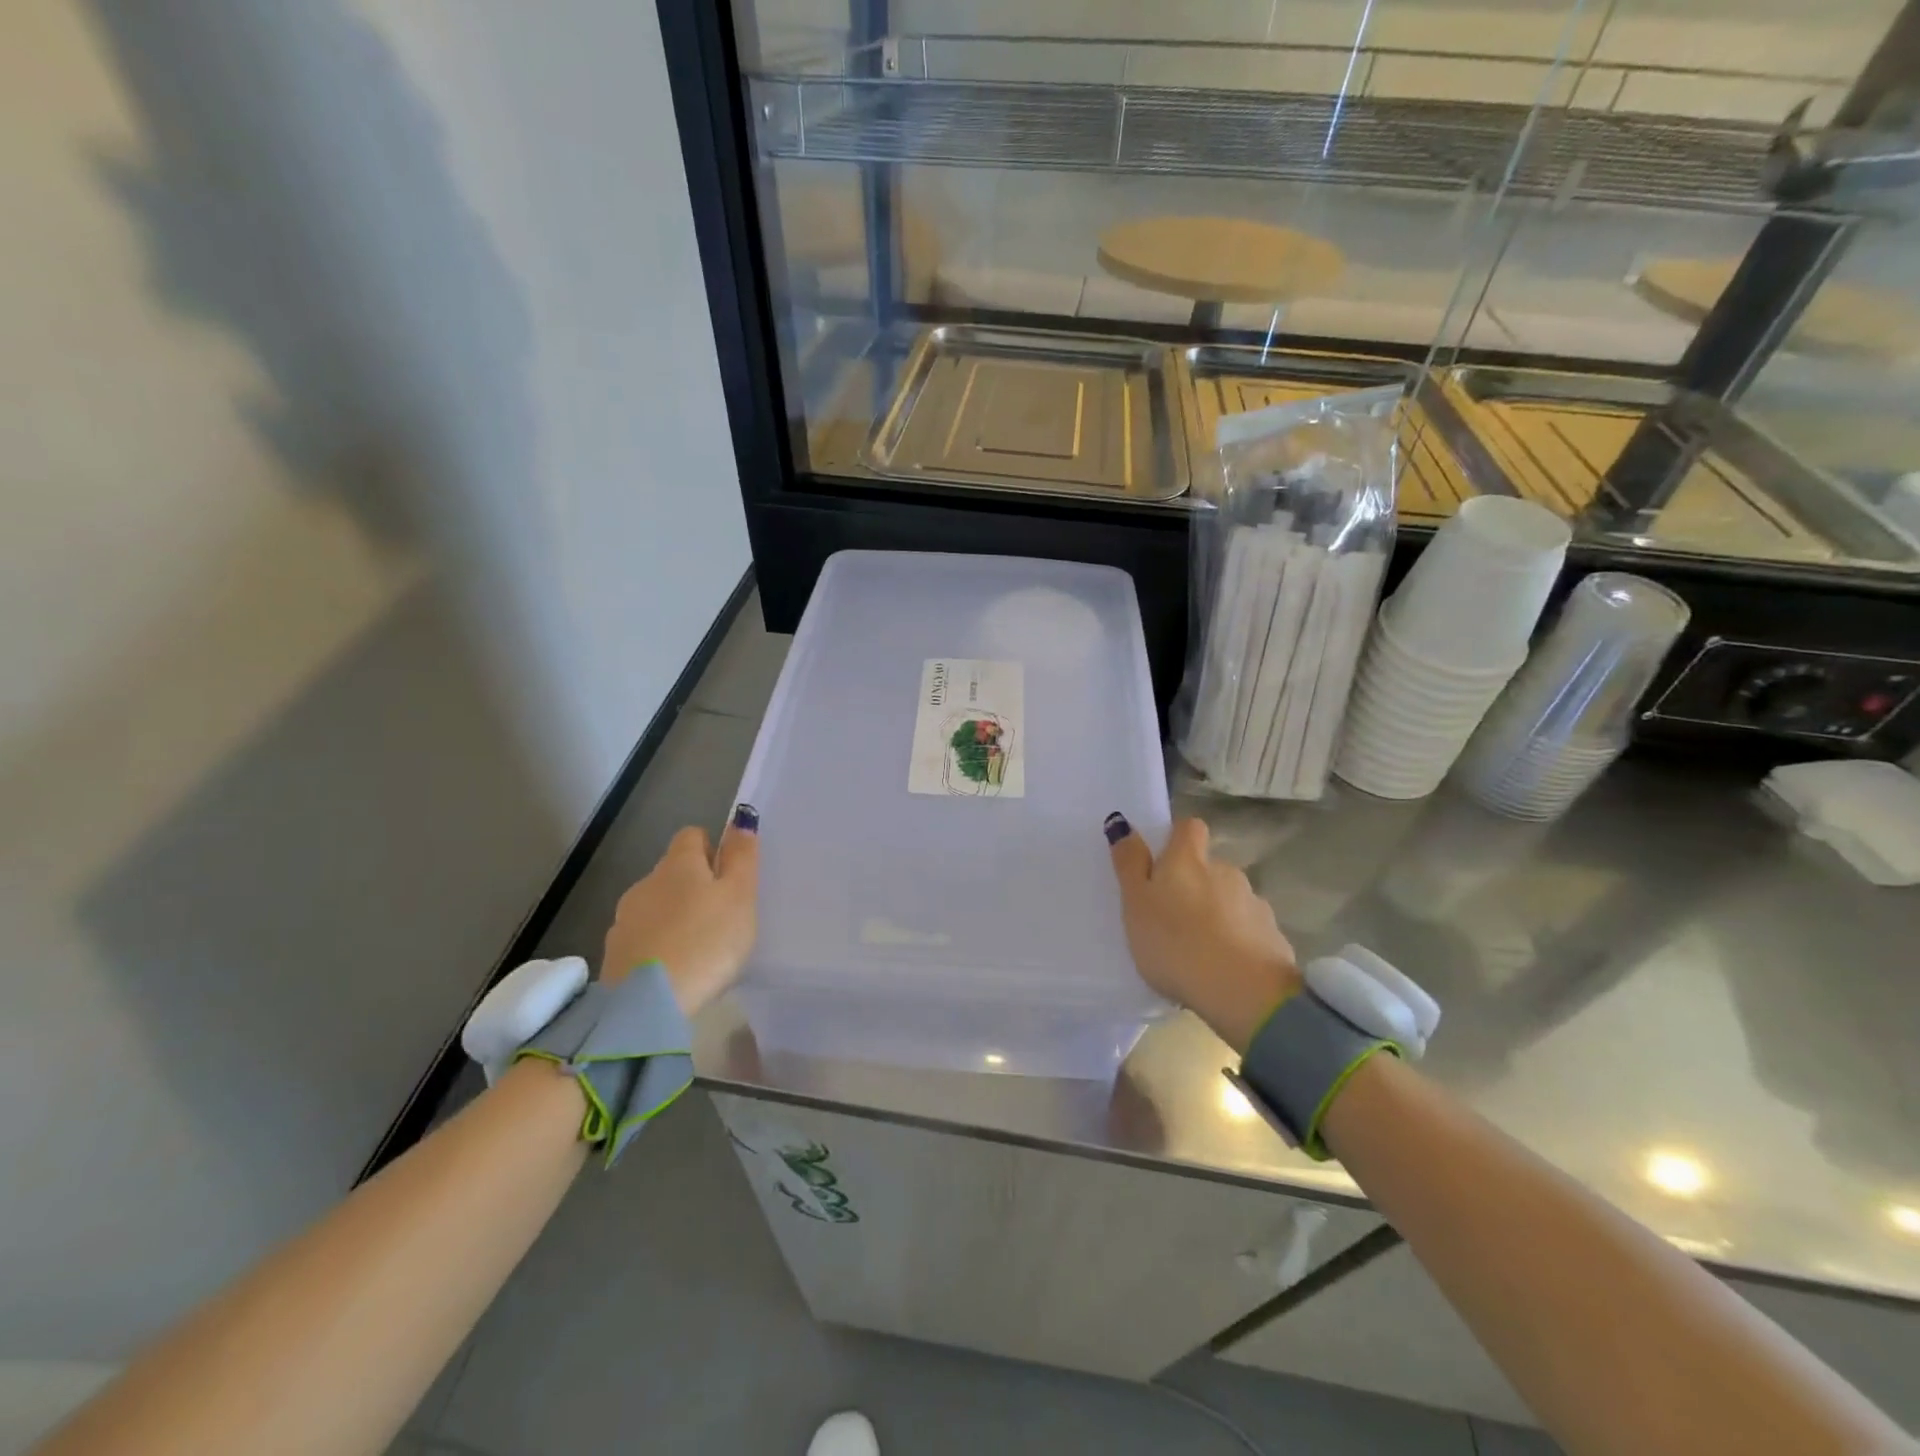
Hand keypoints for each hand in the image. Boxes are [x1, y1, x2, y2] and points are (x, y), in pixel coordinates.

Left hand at [601, 804, 759, 1016]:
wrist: (649, 1003)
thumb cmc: (707, 941)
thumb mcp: (740, 896)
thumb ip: (741, 857)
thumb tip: (741, 819)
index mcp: (678, 864)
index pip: (692, 836)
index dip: (712, 849)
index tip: (729, 878)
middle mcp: (645, 883)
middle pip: (672, 872)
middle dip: (694, 886)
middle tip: (721, 916)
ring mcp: (624, 919)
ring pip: (656, 905)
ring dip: (674, 916)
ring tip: (699, 947)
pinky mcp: (614, 953)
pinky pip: (643, 937)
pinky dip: (659, 944)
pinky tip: (676, 968)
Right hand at [1106, 814, 1300, 1052]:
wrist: (1244, 992)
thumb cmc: (1175, 943)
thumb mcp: (1136, 903)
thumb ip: (1130, 863)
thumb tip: (1122, 822)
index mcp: (1188, 859)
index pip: (1189, 827)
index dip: (1176, 838)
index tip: (1161, 861)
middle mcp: (1225, 871)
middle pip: (1209, 866)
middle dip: (1195, 883)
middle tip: (1172, 916)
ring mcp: (1254, 903)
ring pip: (1230, 898)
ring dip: (1216, 912)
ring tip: (1196, 947)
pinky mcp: (1273, 936)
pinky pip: (1249, 930)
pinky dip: (1236, 940)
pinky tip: (1223, 967)